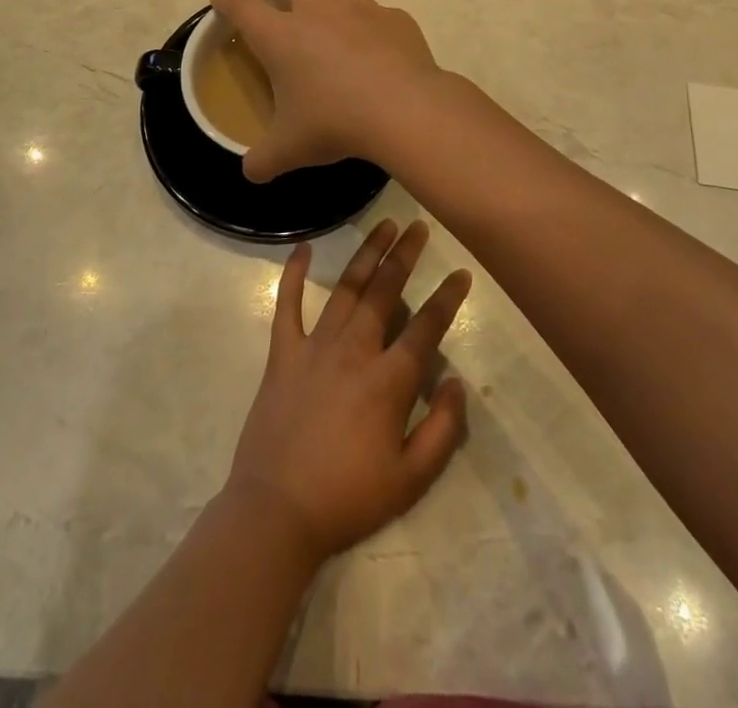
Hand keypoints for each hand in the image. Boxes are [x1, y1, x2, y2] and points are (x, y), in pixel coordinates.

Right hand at [212, 0, 445, 183]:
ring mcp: (361, 10)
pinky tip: (382, 49)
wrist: (403, 110)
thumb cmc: (335, 123)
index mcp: (282, 36)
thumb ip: (264, 159)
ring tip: (338, 16)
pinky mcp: (397, 19)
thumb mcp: (290, 149)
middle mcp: (318, 11)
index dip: (228, 0)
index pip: (242, 6)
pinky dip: (378, 25)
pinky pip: (383, 11)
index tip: (222, 1)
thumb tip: (251, 172)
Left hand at [225, 220, 471, 561]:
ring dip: (367, 254)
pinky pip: (287, 305)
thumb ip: (443, 429)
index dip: (447, 298)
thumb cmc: (348, 498)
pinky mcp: (282, 354)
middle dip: (405, 256)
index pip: (425, 327)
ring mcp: (314, 347)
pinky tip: (303, 247)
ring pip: (346, 289)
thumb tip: (457, 381)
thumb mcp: (411, 479)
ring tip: (384, 225)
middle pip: (385, 292)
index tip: (461, 273)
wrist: (276, 512)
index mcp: (388, 381)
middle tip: (419, 227)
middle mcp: (354, 351)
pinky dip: (293, 274)